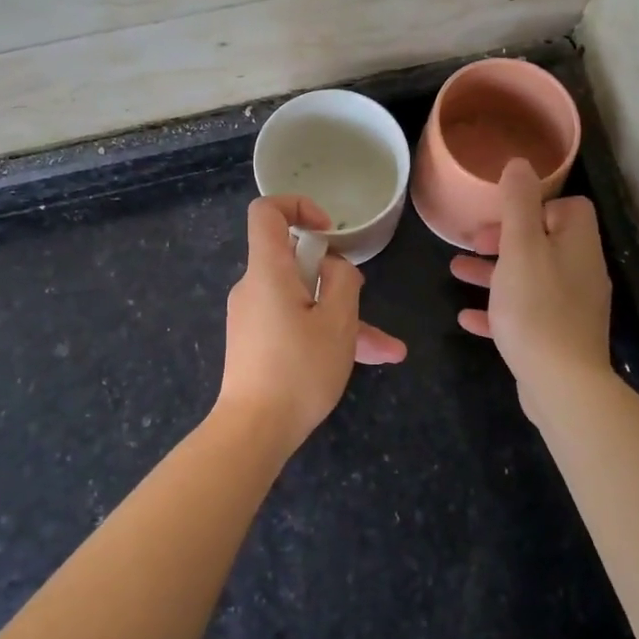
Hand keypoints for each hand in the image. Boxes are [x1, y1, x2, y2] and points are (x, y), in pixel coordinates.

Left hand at [217, 196, 406, 453]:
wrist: (253, 431)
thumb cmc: (298, 370)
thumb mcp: (337, 322)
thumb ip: (342, 281)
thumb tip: (334, 266)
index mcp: (268, 271)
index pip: (267, 212)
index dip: (298, 207)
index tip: (329, 232)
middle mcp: (254, 287)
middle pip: (295, 261)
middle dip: (337, 280)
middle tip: (362, 305)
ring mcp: (253, 316)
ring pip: (303, 301)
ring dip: (341, 318)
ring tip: (385, 349)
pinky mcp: (256, 342)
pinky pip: (294, 323)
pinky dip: (324, 334)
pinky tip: (365, 360)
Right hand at [450, 158, 613, 425]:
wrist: (561, 384)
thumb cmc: (536, 308)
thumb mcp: (521, 248)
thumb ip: (519, 204)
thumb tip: (521, 164)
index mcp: (577, 246)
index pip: (568, 208)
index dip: (535, 206)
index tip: (504, 215)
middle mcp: (579, 272)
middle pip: (544, 242)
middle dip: (505, 238)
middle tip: (473, 243)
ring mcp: (570, 307)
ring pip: (529, 277)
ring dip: (494, 271)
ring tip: (456, 271)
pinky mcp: (556, 337)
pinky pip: (524, 313)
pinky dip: (497, 309)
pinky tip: (466, 317)